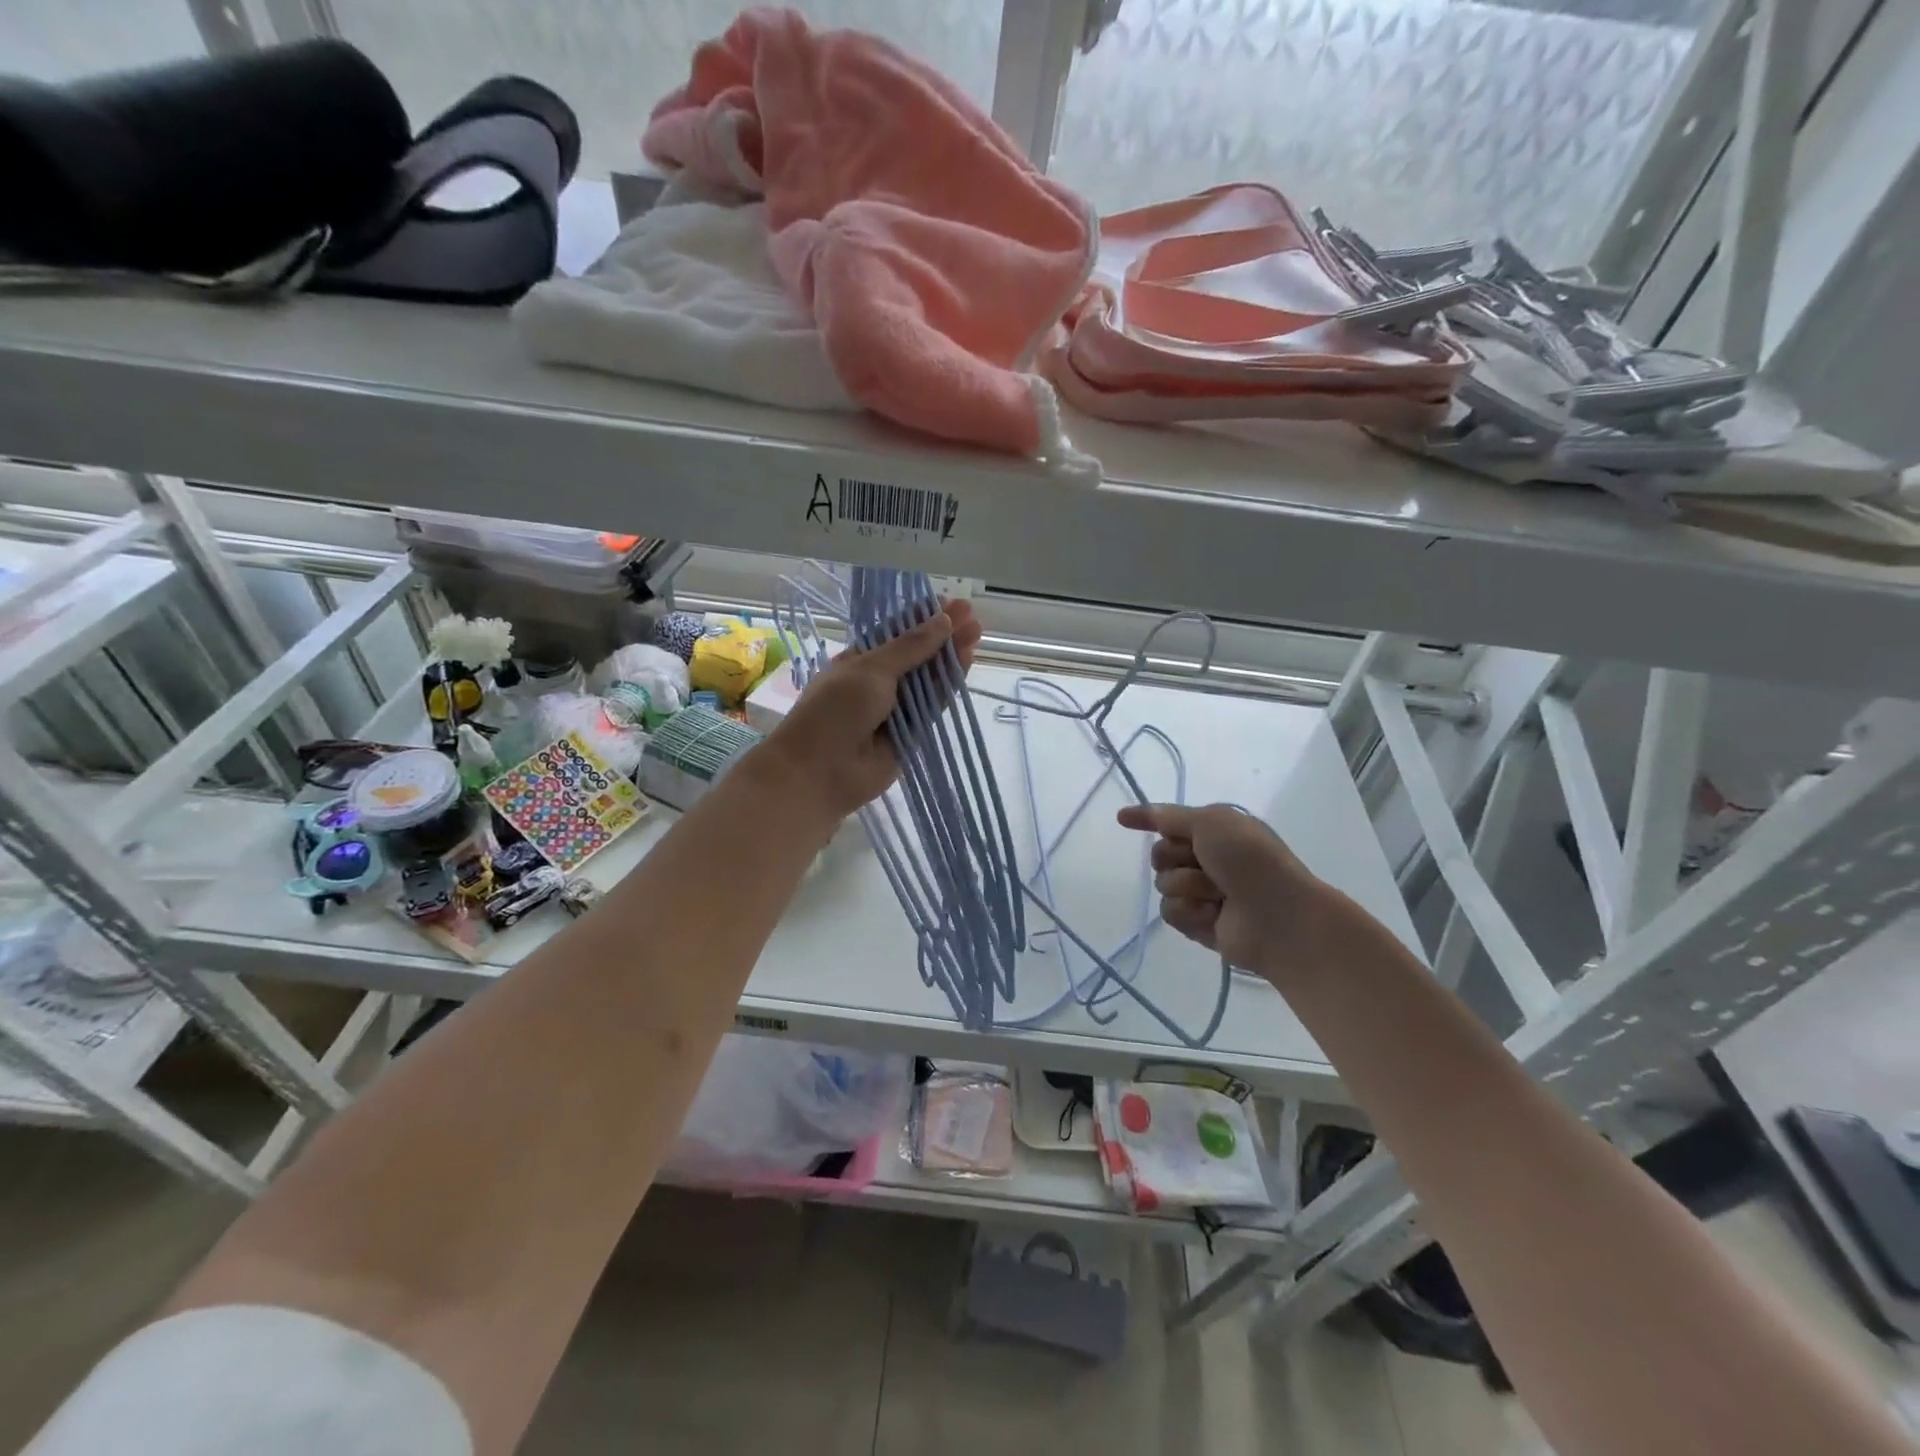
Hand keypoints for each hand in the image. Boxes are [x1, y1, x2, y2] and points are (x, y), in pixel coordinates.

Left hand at [759, 599, 982, 821]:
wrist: (821, 771)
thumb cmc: (835, 710)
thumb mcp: (870, 669)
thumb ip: (910, 647)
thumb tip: (943, 621)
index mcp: (859, 660)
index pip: (895, 632)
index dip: (922, 617)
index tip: (949, 602)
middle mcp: (878, 682)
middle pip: (917, 654)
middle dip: (942, 634)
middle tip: (973, 615)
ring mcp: (896, 708)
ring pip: (929, 679)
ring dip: (950, 656)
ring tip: (977, 632)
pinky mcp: (912, 733)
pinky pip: (934, 705)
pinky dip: (948, 685)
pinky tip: (966, 661)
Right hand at [1116, 803, 1336, 975]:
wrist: (1280, 916)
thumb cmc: (1251, 861)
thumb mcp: (1212, 822)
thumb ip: (1170, 817)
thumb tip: (1130, 813)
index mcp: (1216, 833)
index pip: (1170, 823)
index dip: (1148, 819)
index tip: (1122, 819)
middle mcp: (1209, 861)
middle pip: (1160, 855)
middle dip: (1175, 859)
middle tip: (1204, 865)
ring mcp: (1204, 894)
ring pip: (1163, 885)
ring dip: (1187, 887)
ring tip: (1218, 896)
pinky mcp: (1199, 924)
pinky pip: (1170, 913)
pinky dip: (1190, 912)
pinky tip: (1213, 916)